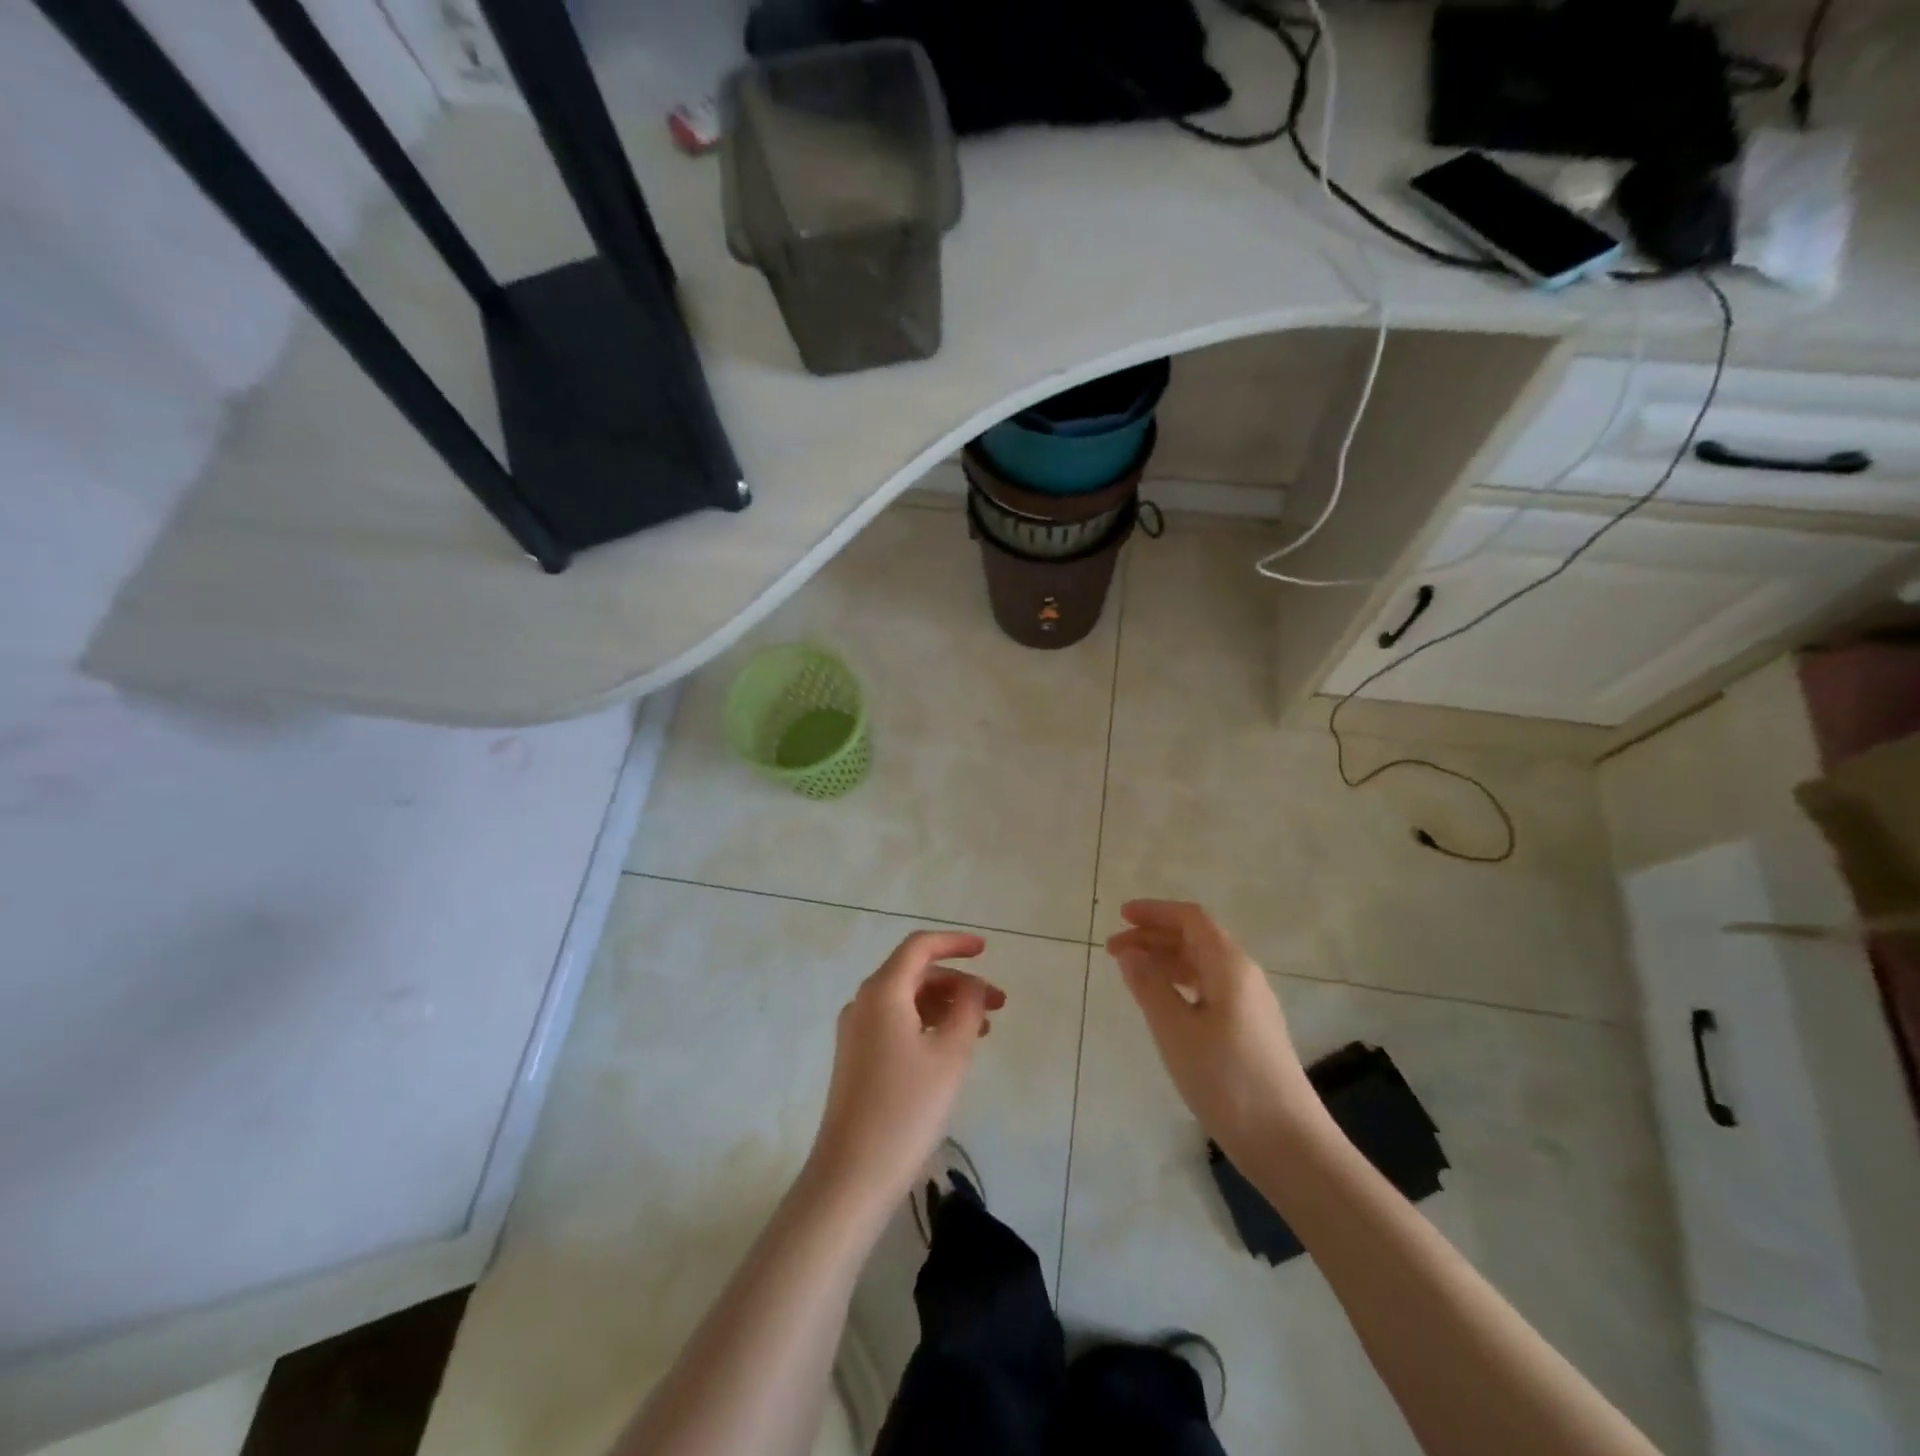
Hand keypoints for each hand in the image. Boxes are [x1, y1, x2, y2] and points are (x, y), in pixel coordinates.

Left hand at [807, 931, 1004, 1212]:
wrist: (852, 1174)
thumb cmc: (907, 1108)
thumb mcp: (950, 1054)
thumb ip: (968, 1009)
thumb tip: (975, 985)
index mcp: (883, 991)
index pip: (920, 947)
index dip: (955, 943)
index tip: (987, 950)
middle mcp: (864, 1002)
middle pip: (915, 973)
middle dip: (958, 982)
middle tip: (998, 1003)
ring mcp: (856, 1030)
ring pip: (907, 1000)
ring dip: (946, 1005)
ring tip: (984, 1029)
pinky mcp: (856, 1057)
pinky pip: (896, 1023)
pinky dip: (927, 1024)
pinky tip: (951, 1048)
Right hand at [1106, 901, 1316, 1157]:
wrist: (1287, 1143)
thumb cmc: (1226, 1079)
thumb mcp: (1175, 1030)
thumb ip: (1149, 985)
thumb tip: (1130, 952)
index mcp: (1229, 965)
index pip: (1190, 919)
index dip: (1155, 912)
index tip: (1121, 916)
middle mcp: (1244, 975)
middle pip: (1196, 939)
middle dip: (1154, 937)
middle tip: (1114, 949)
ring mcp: (1251, 1004)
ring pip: (1203, 965)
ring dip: (1166, 961)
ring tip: (1132, 973)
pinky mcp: (1252, 1030)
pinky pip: (1211, 988)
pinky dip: (1181, 983)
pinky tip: (1164, 1003)